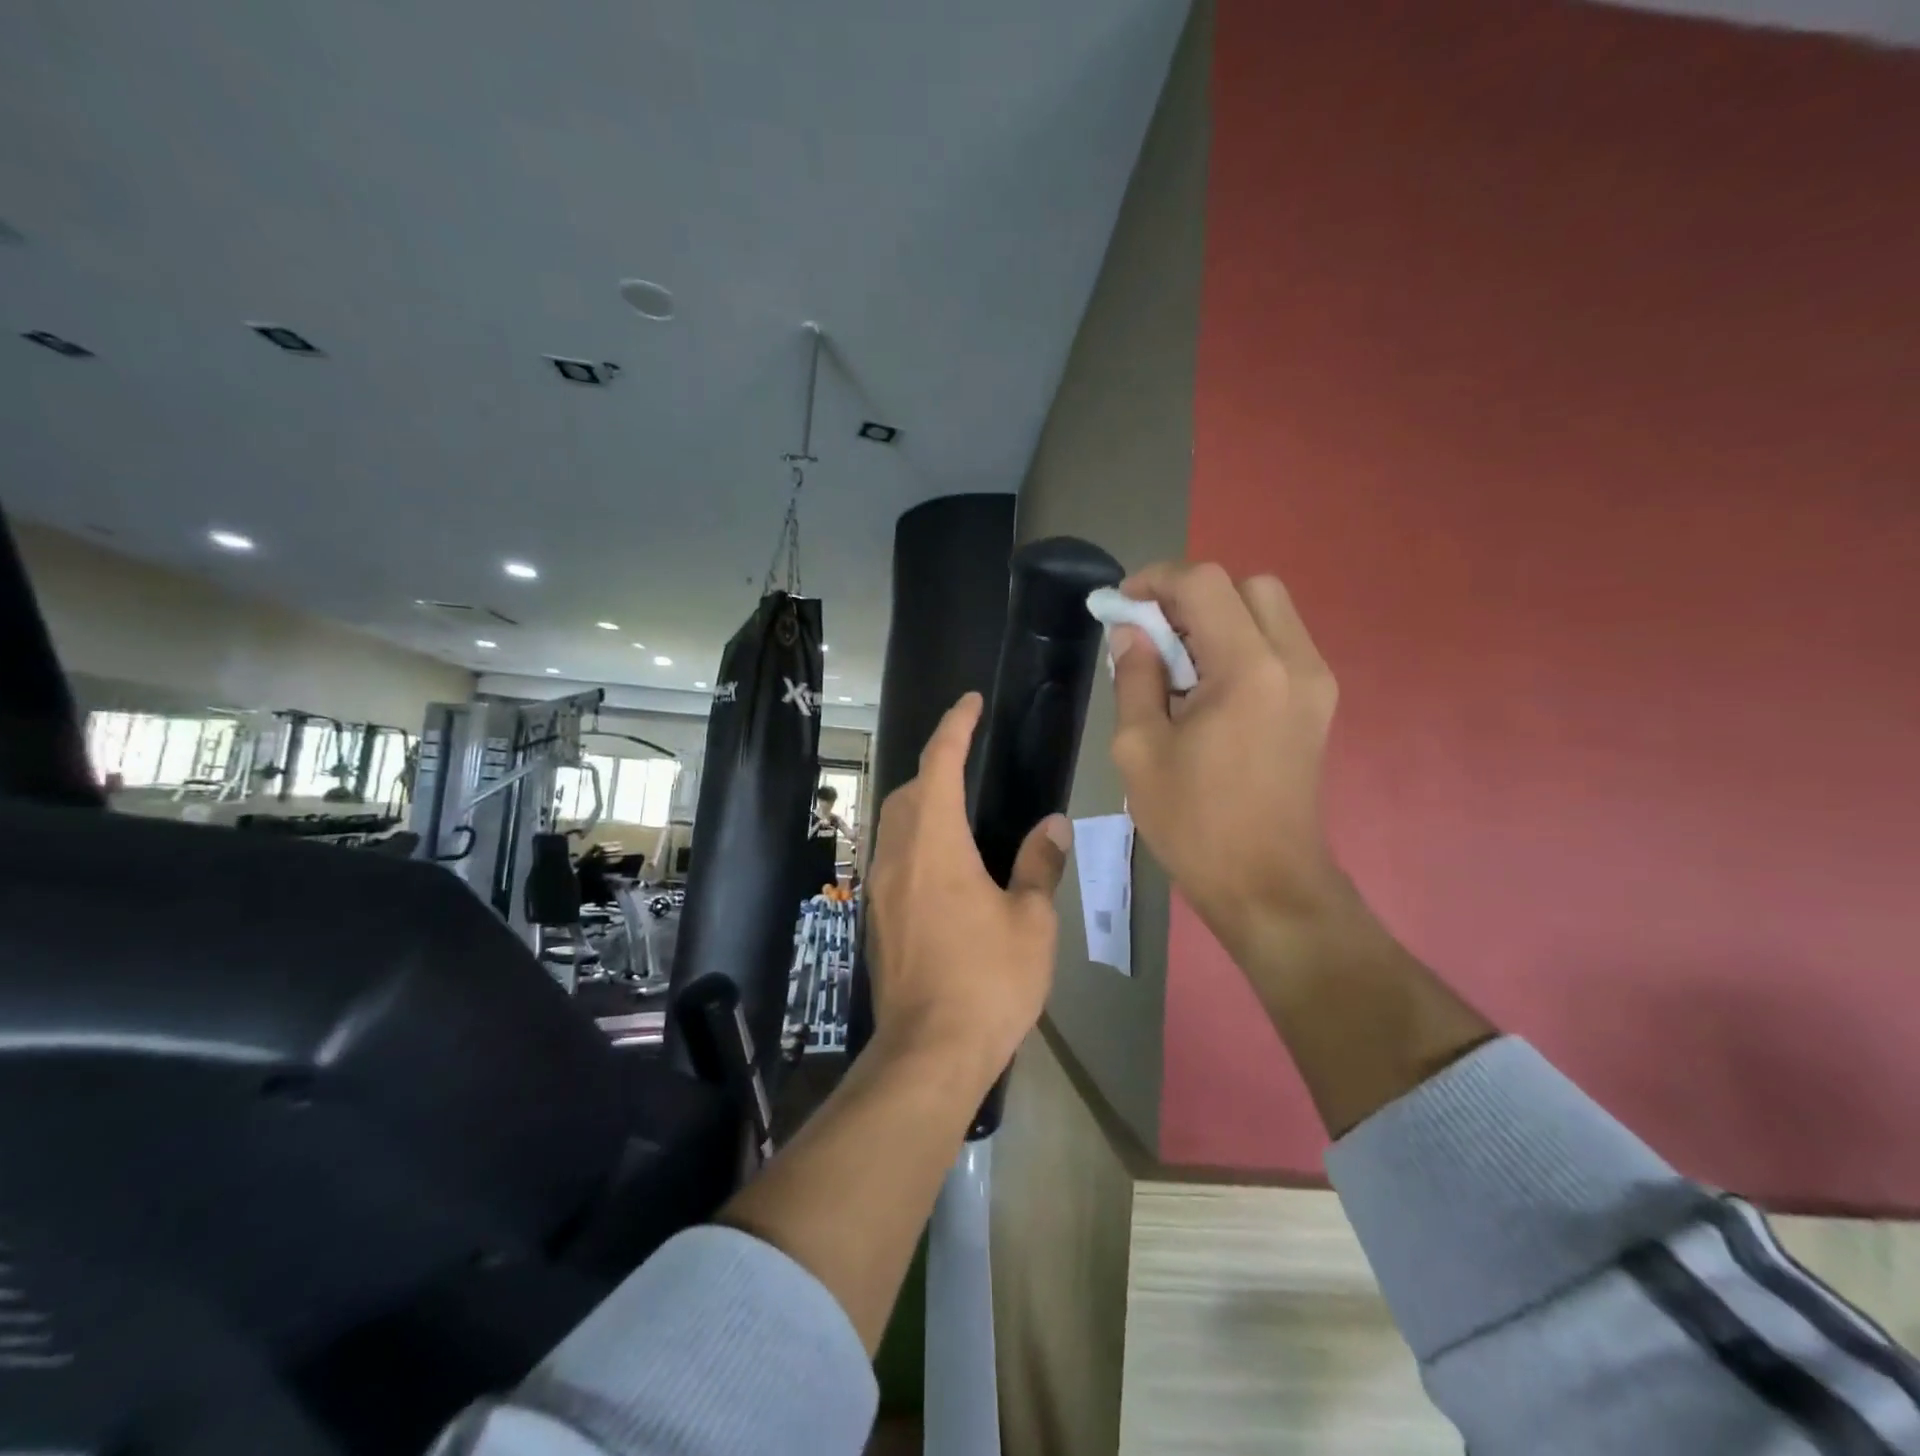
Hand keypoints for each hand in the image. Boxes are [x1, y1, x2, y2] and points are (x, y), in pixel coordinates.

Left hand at [864, 692, 1069, 1078]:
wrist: (928, 1052)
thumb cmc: (988, 981)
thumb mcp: (1031, 921)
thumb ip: (1038, 864)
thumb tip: (1051, 825)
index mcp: (936, 844)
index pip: (939, 764)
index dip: (954, 726)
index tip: (970, 702)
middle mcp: (898, 855)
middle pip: (909, 789)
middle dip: (936, 763)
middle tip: (970, 758)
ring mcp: (879, 887)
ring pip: (893, 822)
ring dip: (921, 800)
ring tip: (957, 805)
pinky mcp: (876, 916)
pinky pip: (890, 855)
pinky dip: (913, 837)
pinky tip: (940, 862)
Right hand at [1109, 563, 1348, 957]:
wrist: (1267, 883)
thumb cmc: (1194, 822)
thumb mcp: (1140, 749)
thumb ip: (1134, 678)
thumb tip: (1131, 634)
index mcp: (1248, 670)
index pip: (1206, 584)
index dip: (1158, 580)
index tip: (1124, 604)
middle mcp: (1294, 662)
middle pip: (1248, 585)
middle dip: (1194, 596)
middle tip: (1156, 634)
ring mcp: (1316, 683)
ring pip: (1269, 611)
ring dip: (1220, 619)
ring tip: (1180, 664)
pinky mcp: (1320, 704)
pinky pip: (1280, 644)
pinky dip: (1242, 643)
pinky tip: (1211, 689)